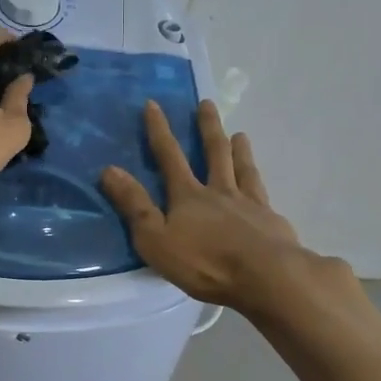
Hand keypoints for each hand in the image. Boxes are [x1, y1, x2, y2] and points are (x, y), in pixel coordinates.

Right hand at [100, 100, 308, 308]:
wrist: (265, 276)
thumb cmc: (205, 262)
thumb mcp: (156, 239)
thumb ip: (134, 205)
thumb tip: (110, 170)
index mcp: (188, 196)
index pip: (169, 156)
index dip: (159, 130)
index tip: (153, 104)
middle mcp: (219, 191)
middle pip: (214, 152)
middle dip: (207, 127)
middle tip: (207, 104)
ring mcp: (249, 204)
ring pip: (242, 169)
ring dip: (239, 150)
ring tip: (240, 135)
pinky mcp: (270, 221)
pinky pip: (262, 194)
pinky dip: (260, 183)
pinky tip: (262, 185)